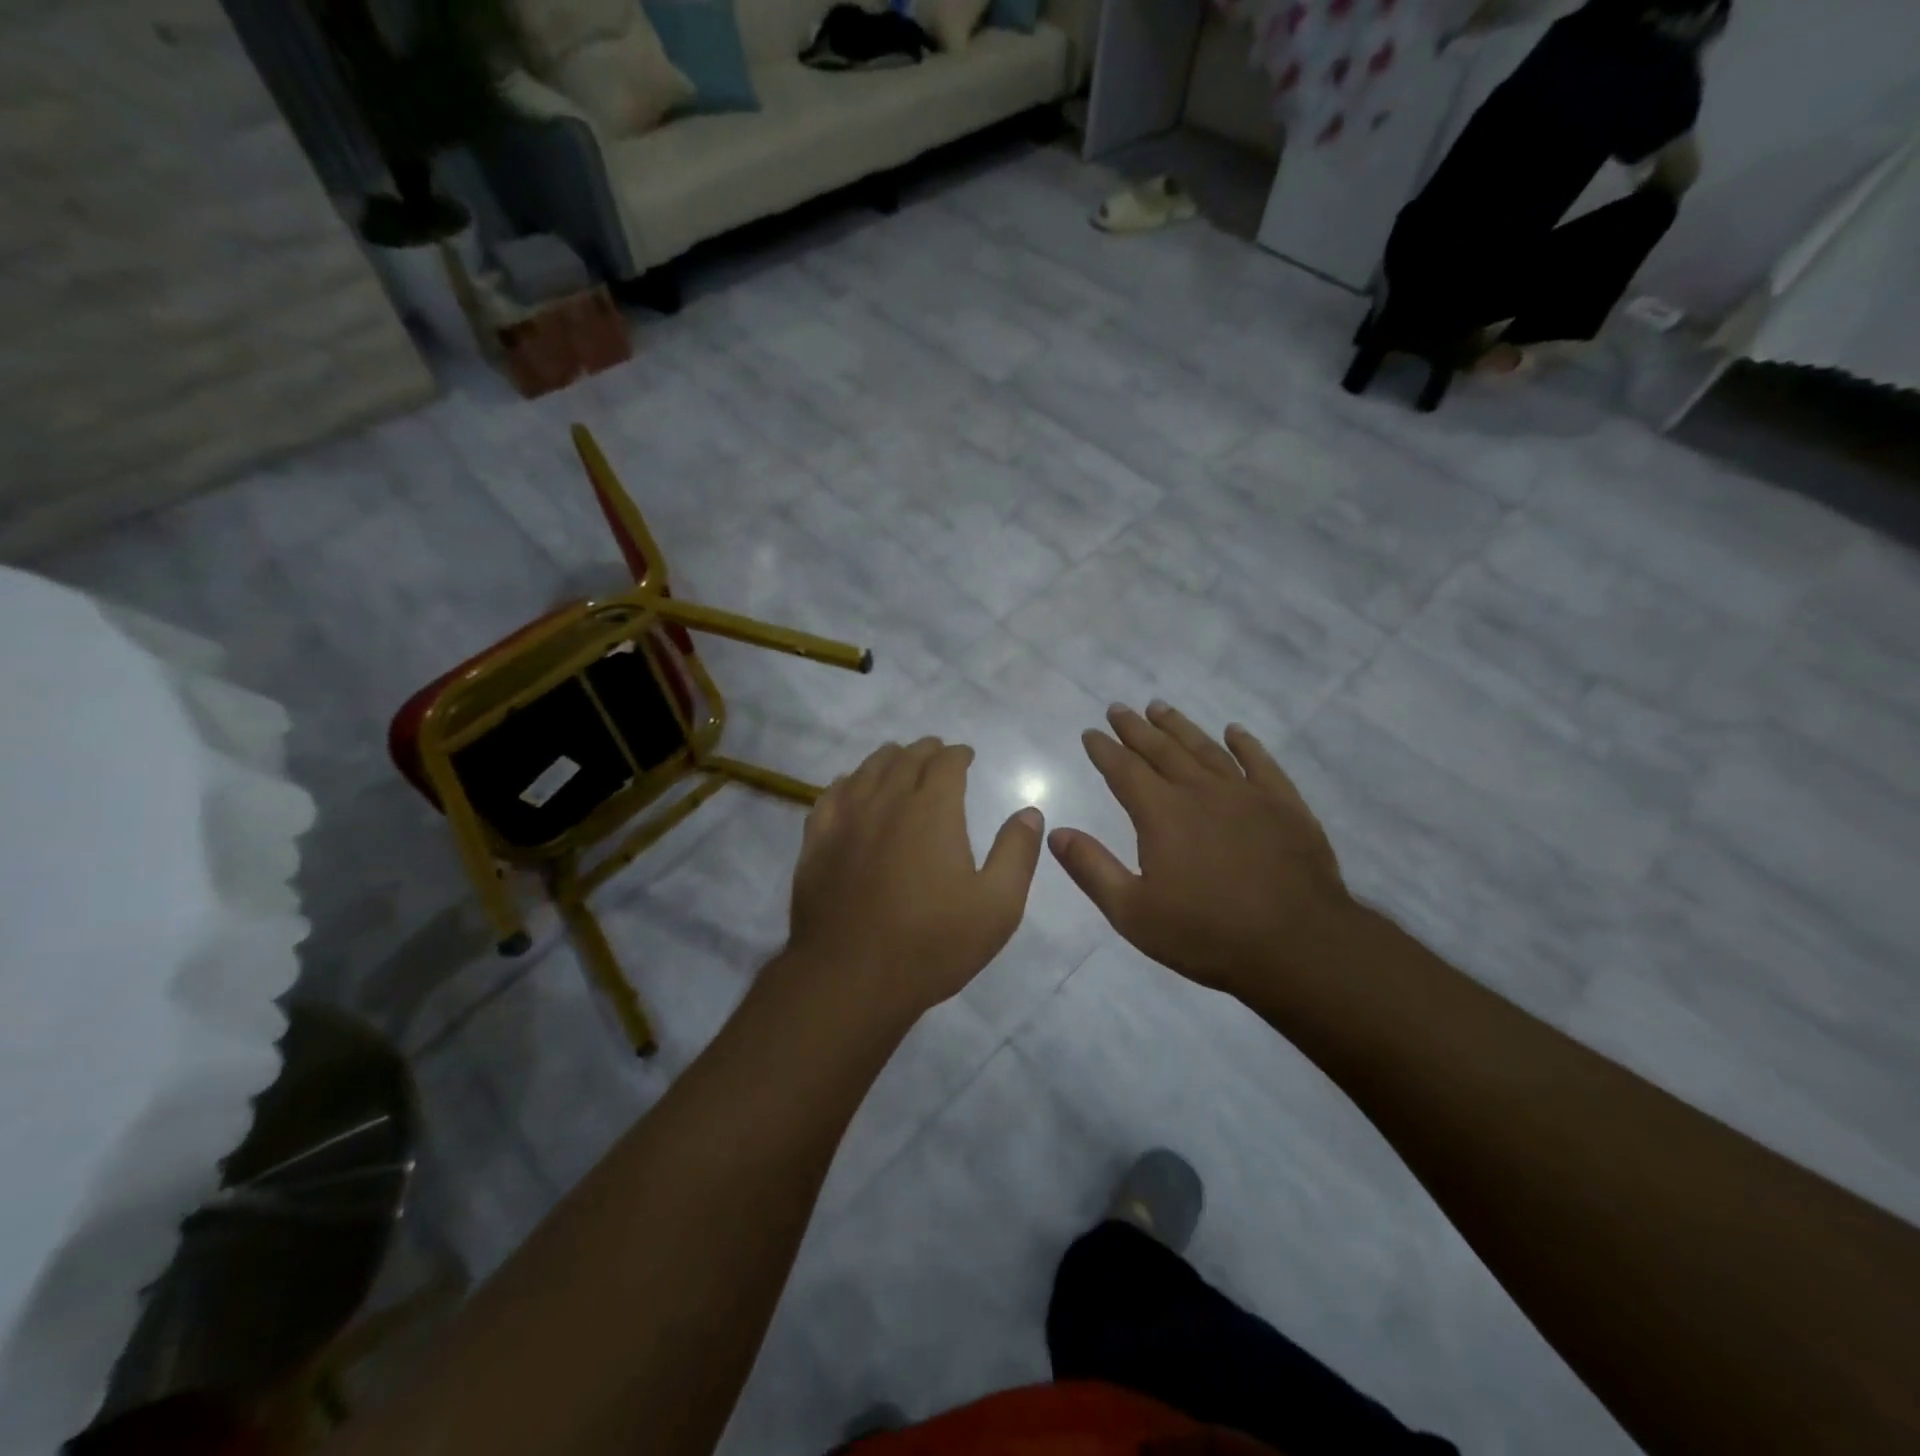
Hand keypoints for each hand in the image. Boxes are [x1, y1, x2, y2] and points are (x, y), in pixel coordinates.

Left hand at [786, 737, 1044, 1019]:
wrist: (851, 977)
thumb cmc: (932, 943)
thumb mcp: (996, 906)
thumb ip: (1016, 853)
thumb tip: (1029, 813)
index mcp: (932, 809)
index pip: (946, 763)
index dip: (958, 754)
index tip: (966, 756)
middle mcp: (887, 801)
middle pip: (905, 759)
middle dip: (925, 750)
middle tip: (935, 752)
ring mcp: (846, 819)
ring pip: (867, 771)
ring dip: (887, 759)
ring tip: (897, 760)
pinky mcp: (817, 842)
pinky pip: (831, 796)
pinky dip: (847, 783)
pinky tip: (849, 787)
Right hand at [1049, 702, 1349, 996]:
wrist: (1298, 946)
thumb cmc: (1207, 934)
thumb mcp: (1133, 913)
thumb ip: (1092, 869)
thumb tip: (1056, 832)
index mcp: (1162, 814)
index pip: (1124, 770)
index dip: (1104, 749)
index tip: (1090, 732)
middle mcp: (1200, 792)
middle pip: (1162, 750)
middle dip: (1136, 728)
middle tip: (1118, 708)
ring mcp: (1246, 795)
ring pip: (1206, 749)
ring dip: (1180, 727)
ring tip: (1160, 707)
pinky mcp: (1284, 805)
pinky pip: (1261, 763)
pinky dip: (1245, 744)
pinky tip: (1234, 731)